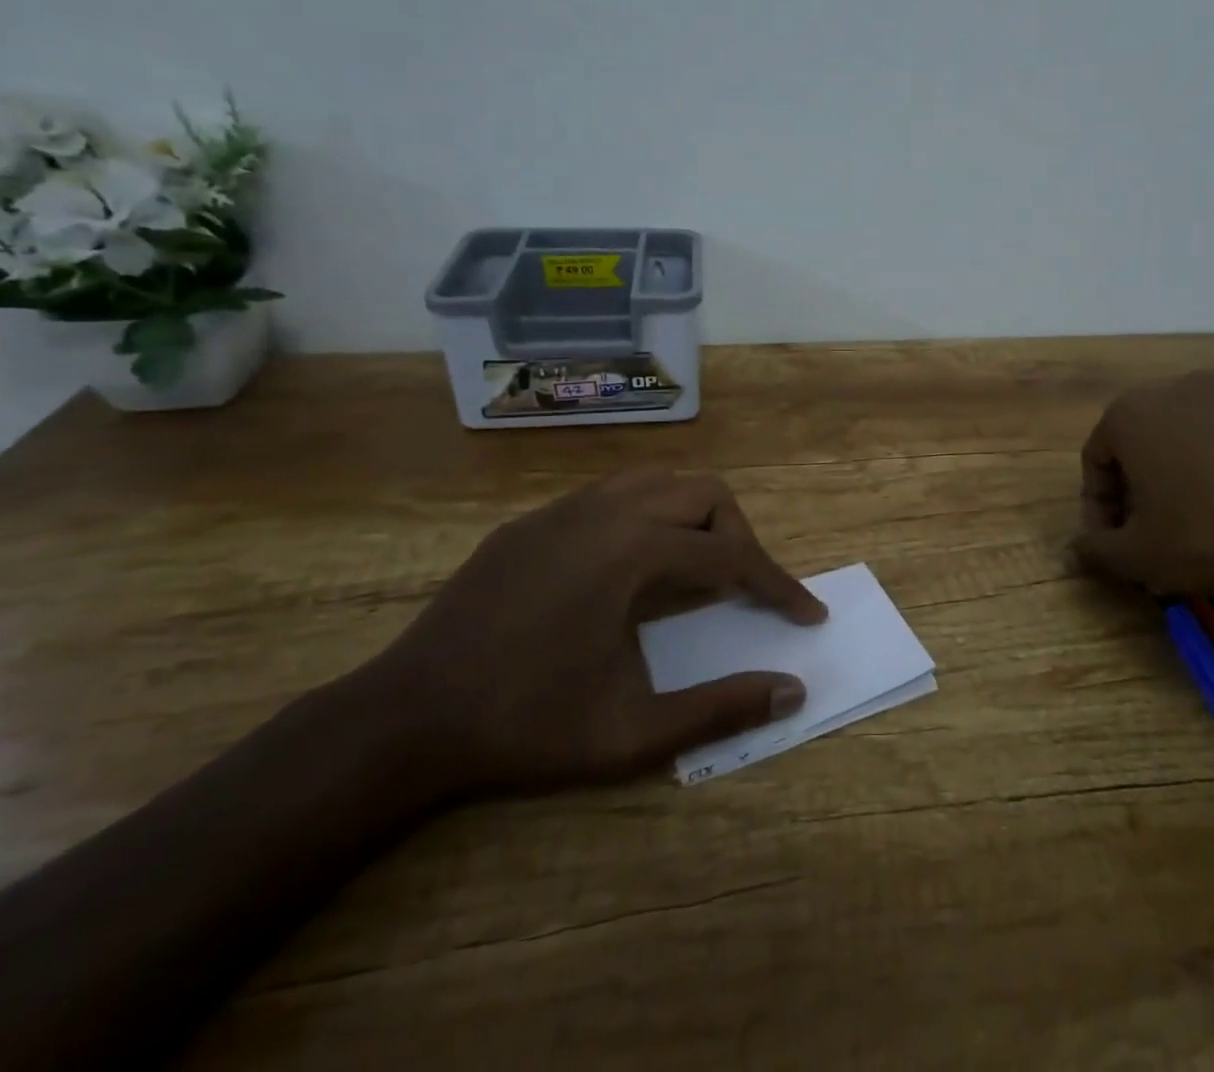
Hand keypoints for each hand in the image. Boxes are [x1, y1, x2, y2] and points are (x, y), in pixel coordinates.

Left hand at [359, 471, 825, 796]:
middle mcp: (606, 511)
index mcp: (633, 551)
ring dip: (695, 517)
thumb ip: (719, 709)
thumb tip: (792, 691)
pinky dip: (648, 516)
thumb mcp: (631, 733)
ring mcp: (564, 508)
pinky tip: (632, 568)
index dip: (779, 586)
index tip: (807, 615)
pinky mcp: (533, 520)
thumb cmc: (525, 726)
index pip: (731, 557)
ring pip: (659, 480)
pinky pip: (613, 495)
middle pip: (705, 494)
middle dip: (740, 538)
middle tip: (746, 591)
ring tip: (700, 569)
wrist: (406, 718)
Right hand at [1075, 372, 1213, 636]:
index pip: (1095, 460)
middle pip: (1134, 445)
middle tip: (1142, 536)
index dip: (1096, 508)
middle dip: (1132, 492)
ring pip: (1176, 442)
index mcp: (1130, 412)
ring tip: (1184, 529)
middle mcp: (1173, 390)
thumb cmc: (1208, 538)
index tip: (1111, 545)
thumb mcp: (1138, 555)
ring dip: (1169, 482)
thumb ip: (1095, 550)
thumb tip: (1072, 551)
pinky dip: (1209, 473)